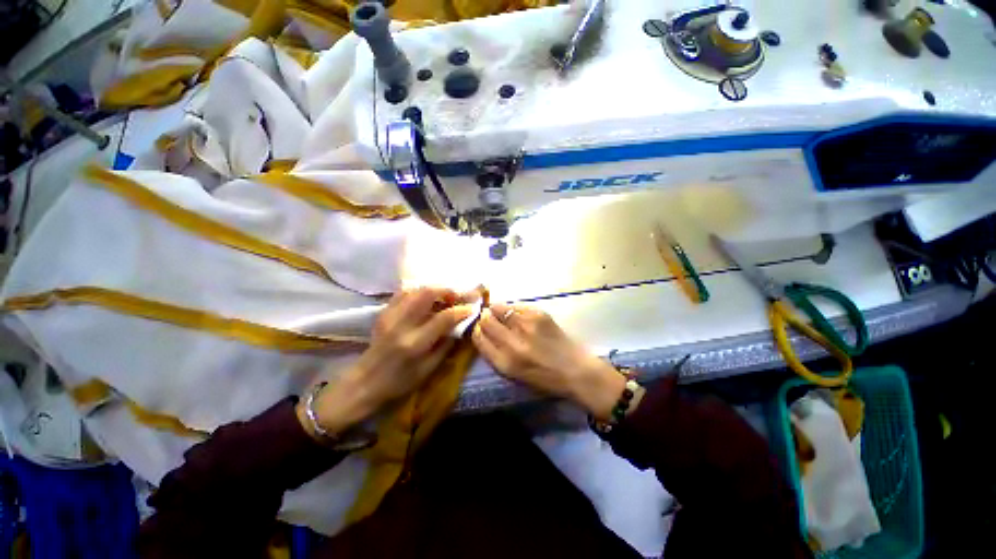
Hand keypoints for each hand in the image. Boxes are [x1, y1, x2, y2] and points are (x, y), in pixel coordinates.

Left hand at [298, 287, 475, 439]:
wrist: (364, 382)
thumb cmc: (399, 382)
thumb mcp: (429, 369)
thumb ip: (446, 345)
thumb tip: (460, 325)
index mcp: (415, 343)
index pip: (444, 318)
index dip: (461, 310)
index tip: (472, 307)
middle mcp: (401, 325)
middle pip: (427, 293)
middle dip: (447, 290)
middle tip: (458, 296)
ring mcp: (390, 315)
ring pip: (415, 289)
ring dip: (434, 289)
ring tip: (444, 296)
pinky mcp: (383, 312)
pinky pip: (403, 292)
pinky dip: (418, 291)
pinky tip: (426, 298)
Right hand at [472, 303, 626, 419]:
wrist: (576, 371)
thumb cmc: (544, 378)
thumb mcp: (513, 374)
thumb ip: (495, 353)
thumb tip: (483, 331)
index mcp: (504, 362)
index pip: (477, 337)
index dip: (477, 330)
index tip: (480, 328)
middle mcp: (512, 343)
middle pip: (486, 320)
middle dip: (485, 317)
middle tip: (492, 318)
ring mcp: (526, 326)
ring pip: (499, 307)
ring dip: (498, 310)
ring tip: (506, 315)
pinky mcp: (539, 314)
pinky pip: (517, 305)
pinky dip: (515, 309)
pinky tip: (522, 316)